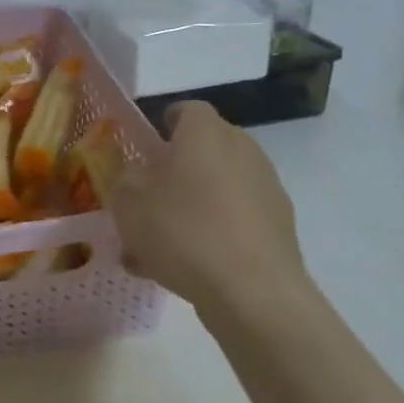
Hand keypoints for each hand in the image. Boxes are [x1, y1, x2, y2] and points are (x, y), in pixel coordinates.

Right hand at [109, 101, 314, 326]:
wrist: (253, 293)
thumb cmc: (183, 231)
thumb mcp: (128, 202)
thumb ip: (124, 179)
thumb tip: (136, 175)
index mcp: (206, 133)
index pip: (186, 109)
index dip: (164, 123)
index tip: (145, 145)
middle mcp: (243, 150)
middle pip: (205, 147)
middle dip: (177, 166)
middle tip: (149, 194)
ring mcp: (266, 189)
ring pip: (218, 187)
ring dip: (192, 203)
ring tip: (160, 242)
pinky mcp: (279, 227)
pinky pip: (234, 219)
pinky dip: (212, 232)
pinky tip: (185, 266)